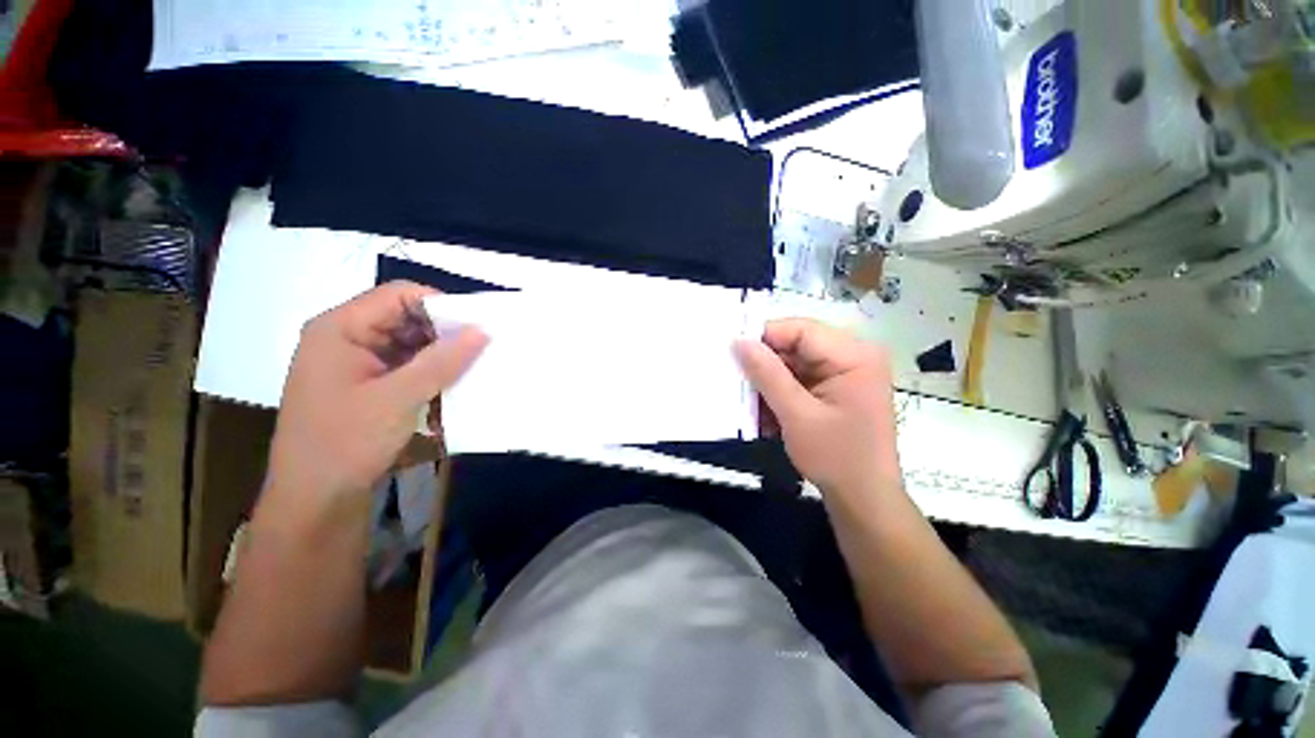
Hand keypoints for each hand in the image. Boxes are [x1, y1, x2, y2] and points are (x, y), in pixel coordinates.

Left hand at [265, 281, 487, 513]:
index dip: (442, 306)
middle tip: (483, 350)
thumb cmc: (345, 443)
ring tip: (473, 369)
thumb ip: (442, 362)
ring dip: (442, 356)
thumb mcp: (398, 398)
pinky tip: (452, 387)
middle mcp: (347, 337)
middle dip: (446, 333)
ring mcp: (358, 362)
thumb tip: (484, 331)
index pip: (400, 296)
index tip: (479, 328)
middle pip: (407, 318)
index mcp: (340, 328)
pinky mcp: (370, 384)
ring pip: (412, 343)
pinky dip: (432, 373)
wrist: (315, 499)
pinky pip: (409, 365)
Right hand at [734, 319, 899, 493]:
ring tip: (751, 405)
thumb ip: (766, 374)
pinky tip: (768, 416)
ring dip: (770, 383)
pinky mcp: (836, 388)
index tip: (733, 351)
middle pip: (797, 345)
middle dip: (765, 364)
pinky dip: (780, 394)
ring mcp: (845, 373)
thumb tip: (738, 341)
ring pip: (794, 364)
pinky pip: (799, 380)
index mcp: (855, 356)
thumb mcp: (796, 414)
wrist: (864, 500)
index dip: (764, 337)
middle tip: (737, 380)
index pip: (801, 330)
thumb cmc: (836, 458)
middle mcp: (853, 356)